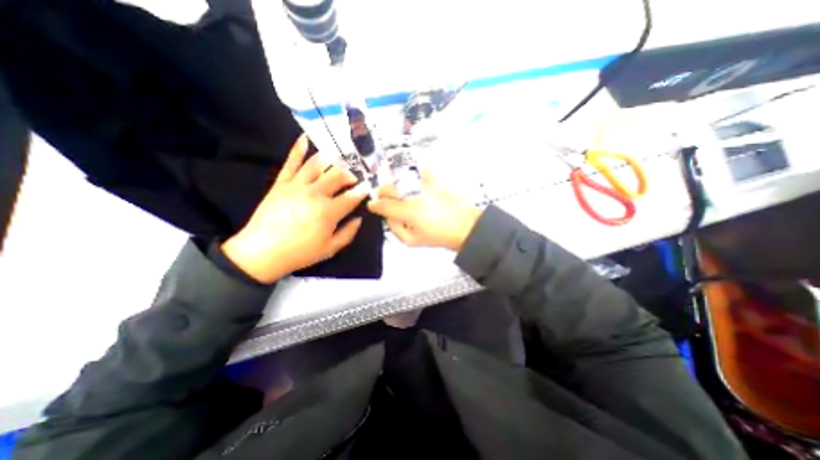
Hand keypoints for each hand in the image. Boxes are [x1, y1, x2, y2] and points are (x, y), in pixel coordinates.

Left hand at [222, 134, 368, 283]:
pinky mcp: (281, 183)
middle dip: (349, 174)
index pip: (351, 196)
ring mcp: (297, 185)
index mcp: (329, 211)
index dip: (362, 191)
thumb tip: (359, 218)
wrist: (262, 252)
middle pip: (337, 175)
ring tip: (337, 161)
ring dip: (331, 160)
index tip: (367, 188)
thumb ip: (349, 233)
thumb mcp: (331, 248)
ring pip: (317, 164)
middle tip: (352, 178)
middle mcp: (315, 193)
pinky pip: (291, 162)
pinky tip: (305, 138)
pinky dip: (298, 148)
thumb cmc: (300, 253)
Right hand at [370, 171, 481, 251]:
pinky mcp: (435, 179)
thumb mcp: (412, 241)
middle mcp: (412, 194)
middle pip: (387, 188)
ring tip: (397, 189)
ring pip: (400, 177)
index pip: (382, 204)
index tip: (373, 205)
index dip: (374, 205)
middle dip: (381, 193)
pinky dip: (415, 172)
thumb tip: (388, 217)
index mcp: (406, 211)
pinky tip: (415, 178)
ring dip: (394, 182)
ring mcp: (423, 185)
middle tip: (383, 197)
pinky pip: (421, 170)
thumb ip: (395, 229)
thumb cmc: (438, 236)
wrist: (465, 227)